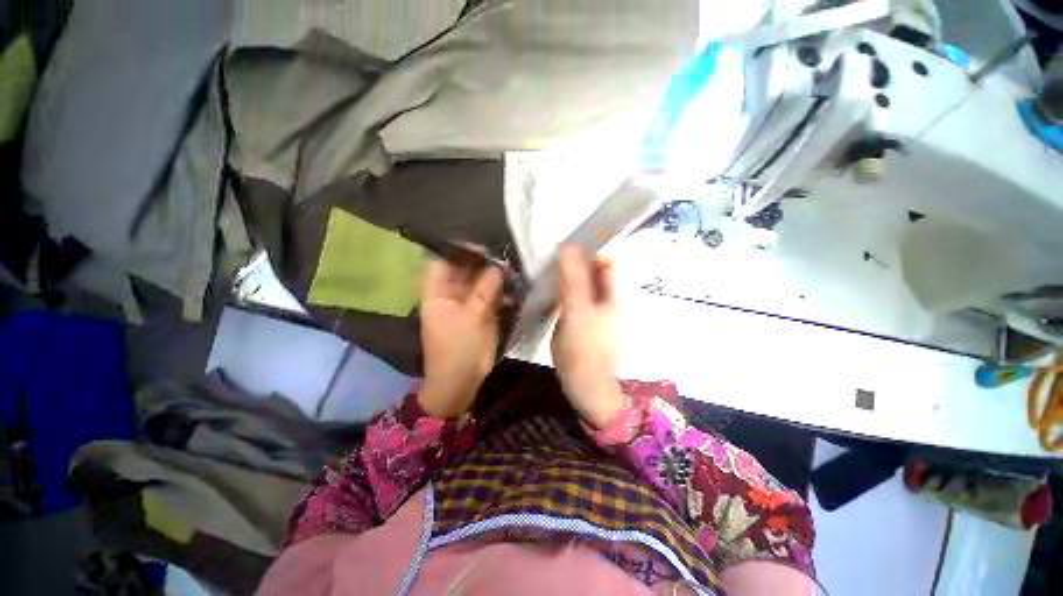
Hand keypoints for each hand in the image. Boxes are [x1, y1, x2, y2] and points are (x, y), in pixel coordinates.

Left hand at [419, 258, 503, 418]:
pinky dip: (501, 292)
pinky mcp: (480, 313)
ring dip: (495, 277)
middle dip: (483, 262)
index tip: (483, 246)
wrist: (460, 381)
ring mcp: (466, 303)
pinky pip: (490, 296)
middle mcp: (451, 293)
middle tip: (505, 255)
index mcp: (437, 292)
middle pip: (464, 269)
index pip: (443, 260)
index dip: (460, 250)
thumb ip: (485, 289)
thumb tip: (499, 265)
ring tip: (514, 270)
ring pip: (480, 282)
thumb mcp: (471, 317)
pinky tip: (514, 290)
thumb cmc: (457, 348)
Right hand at [551, 244, 624, 428]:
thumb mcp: (577, 311)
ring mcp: (602, 308)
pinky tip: (554, 298)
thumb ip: (574, 278)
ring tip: (550, 280)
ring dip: (568, 278)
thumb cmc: (584, 349)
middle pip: (594, 269)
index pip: (606, 258)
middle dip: (573, 264)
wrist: (587, 386)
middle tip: (552, 266)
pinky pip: (579, 297)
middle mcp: (613, 296)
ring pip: (585, 283)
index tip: (562, 251)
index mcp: (617, 292)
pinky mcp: (590, 318)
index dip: (586, 250)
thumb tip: (567, 245)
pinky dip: (567, 293)